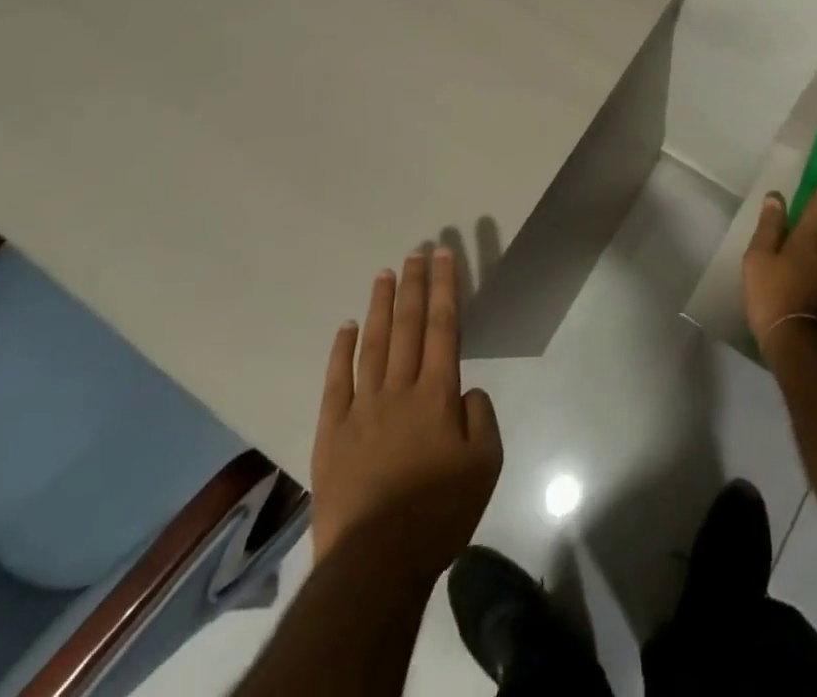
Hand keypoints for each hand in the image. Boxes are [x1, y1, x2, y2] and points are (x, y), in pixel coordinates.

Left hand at [310, 249, 502, 578]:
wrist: (374, 564)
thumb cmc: (438, 513)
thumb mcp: (485, 465)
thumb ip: (480, 418)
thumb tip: (465, 392)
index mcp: (437, 394)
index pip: (444, 327)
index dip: (445, 287)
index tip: (443, 255)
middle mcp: (399, 389)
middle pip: (408, 325)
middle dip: (414, 285)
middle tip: (416, 251)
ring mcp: (361, 408)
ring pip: (373, 344)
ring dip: (380, 305)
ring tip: (385, 274)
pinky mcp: (331, 432)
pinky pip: (336, 381)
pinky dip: (341, 350)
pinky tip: (346, 326)